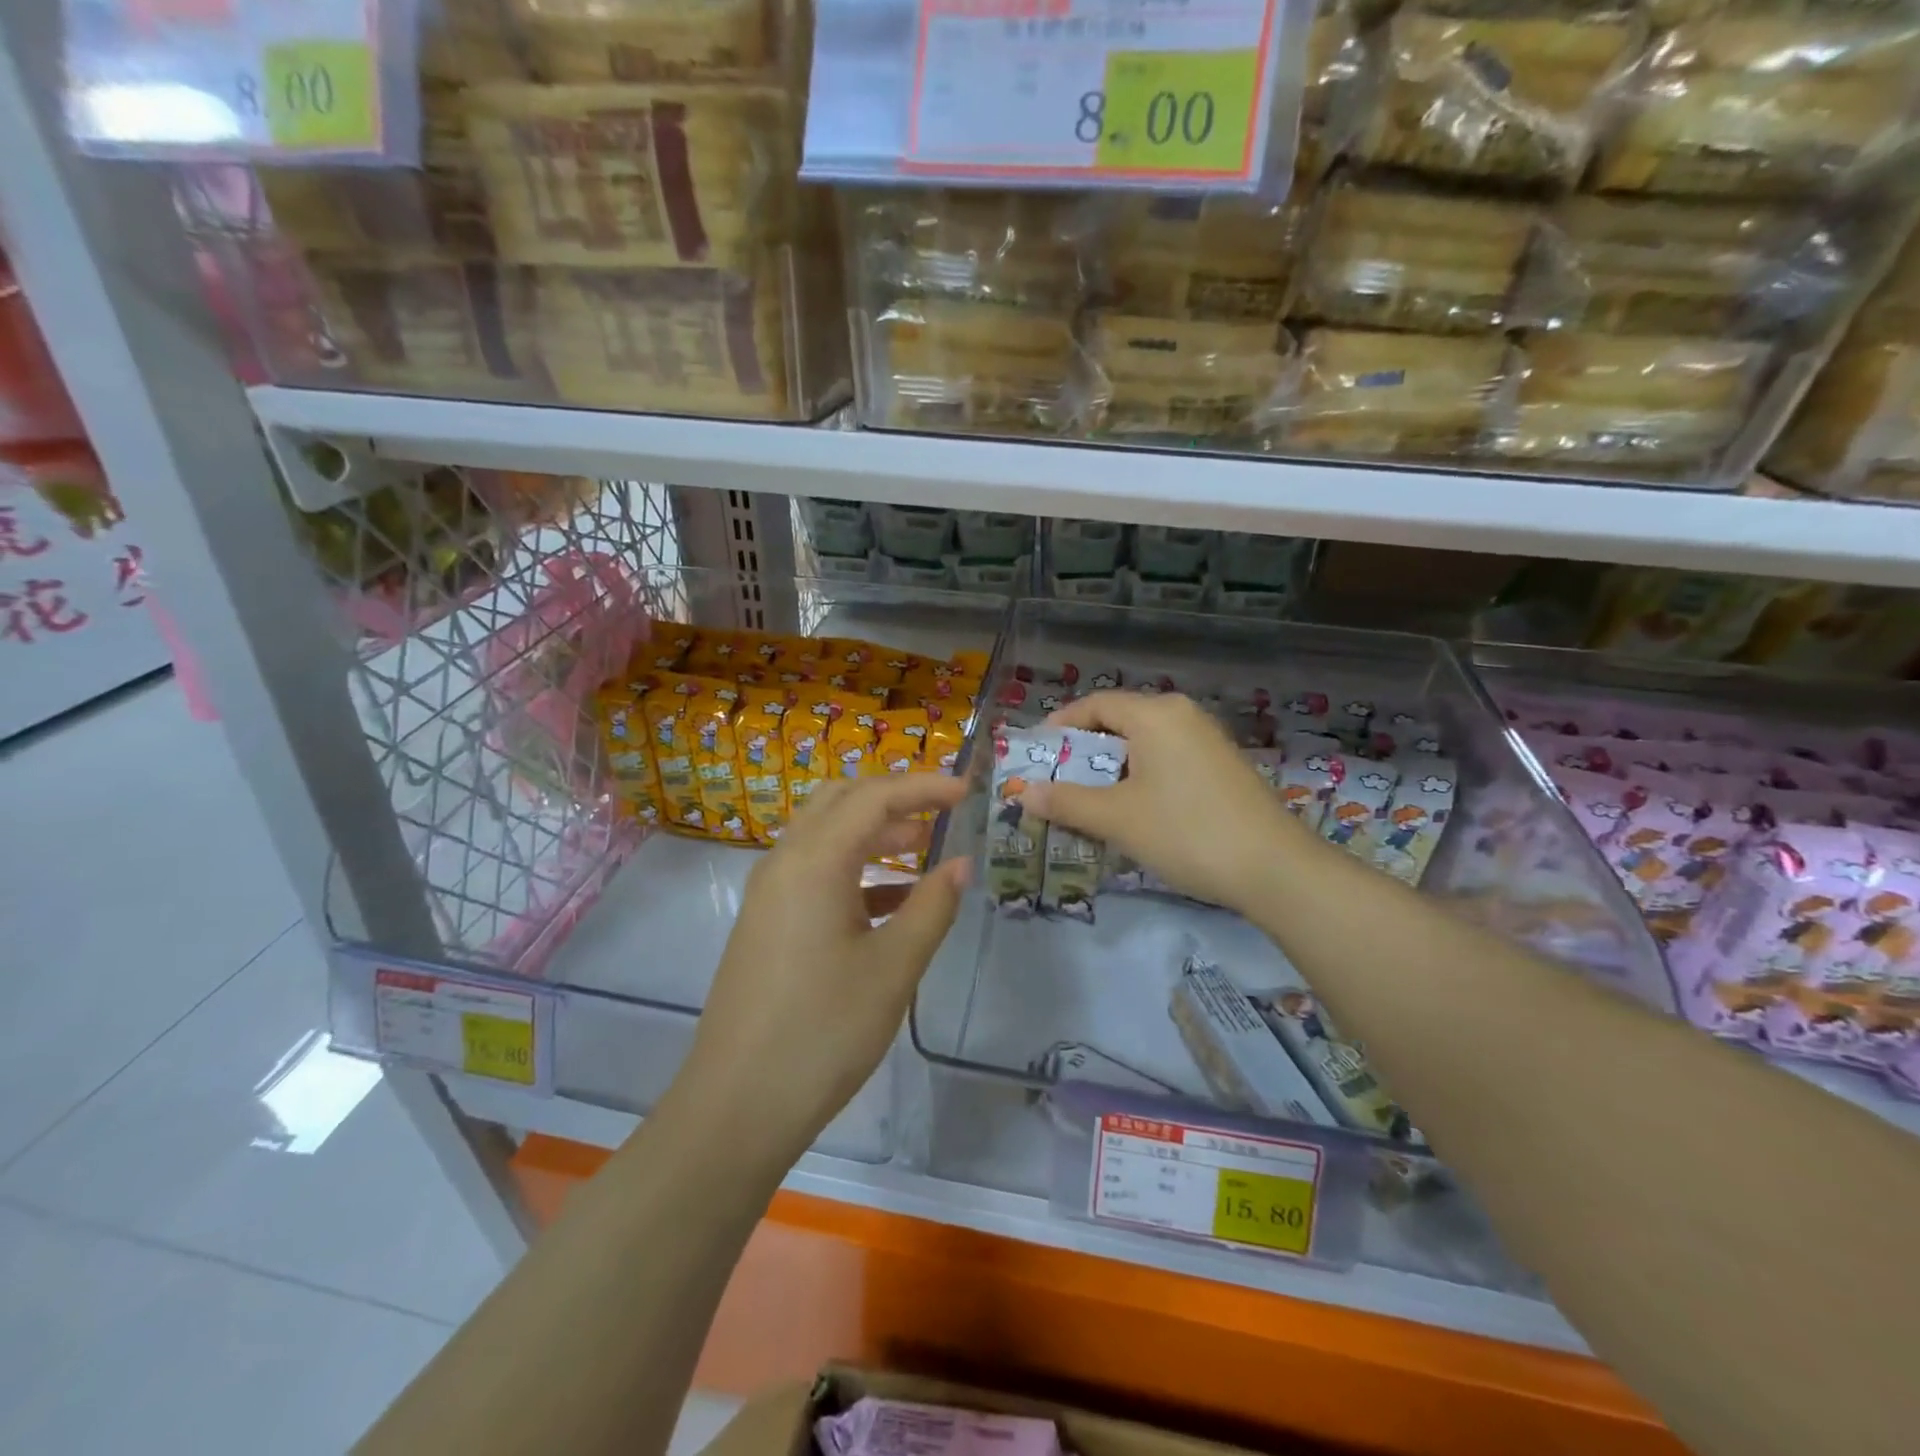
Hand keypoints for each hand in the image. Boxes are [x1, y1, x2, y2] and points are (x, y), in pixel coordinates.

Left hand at [680, 773, 969, 1162]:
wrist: (737, 1105)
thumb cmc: (824, 1031)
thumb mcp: (893, 967)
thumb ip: (932, 906)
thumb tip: (961, 863)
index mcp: (814, 861)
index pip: (875, 796)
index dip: (925, 786)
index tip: (968, 789)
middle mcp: (784, 861)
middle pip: (841, 800)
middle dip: (894, 796)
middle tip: (941, 808)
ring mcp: (769, 892)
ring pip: (825, 834)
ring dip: (873, 830)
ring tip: (923, 844)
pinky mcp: (766, 921)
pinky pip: (814, 871)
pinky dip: (855, 868)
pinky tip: (891, 898)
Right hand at [1020, 691, 1304, 915]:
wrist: (1274, 868)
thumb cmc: (1186, 832)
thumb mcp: (1117, 818)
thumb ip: (1067, 801)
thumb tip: (1024, 792)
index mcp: (1156, 715)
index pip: (1096, 704)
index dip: (1061, 726)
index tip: (1037, 754)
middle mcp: (1183, 715)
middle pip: (1120, 721)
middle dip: (1085, 752)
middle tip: (1057, 782)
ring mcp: (1207, 740)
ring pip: (1145, 744)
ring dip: (1112, 768)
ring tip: (1089, 800)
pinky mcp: (1223, 766)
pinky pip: (1168, 759)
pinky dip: (1141, 776)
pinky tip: (1134, 810)